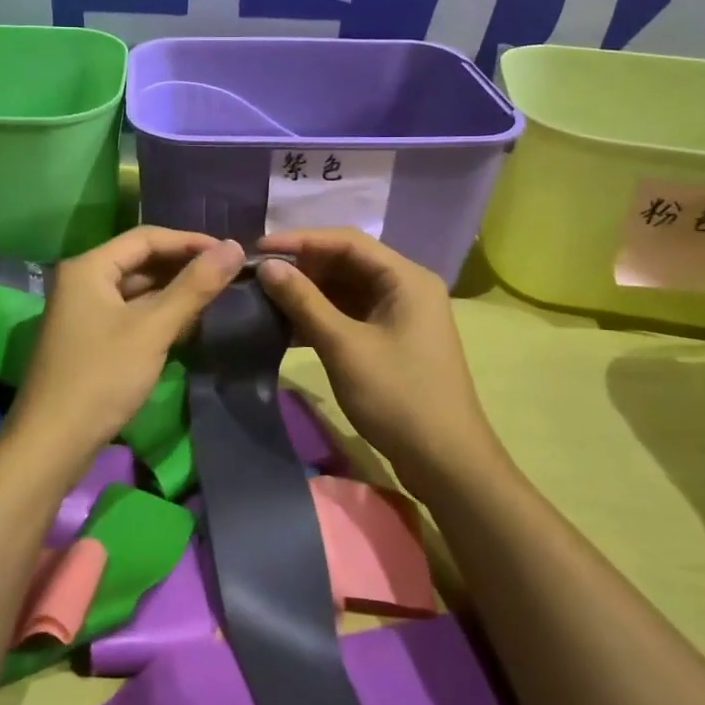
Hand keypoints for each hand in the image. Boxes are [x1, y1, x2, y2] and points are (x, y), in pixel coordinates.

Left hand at [9, 227, 243, 466]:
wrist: (53, 443)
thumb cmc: (102, 377)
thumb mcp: (153, 329)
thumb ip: (194, 286)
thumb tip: (235, 247)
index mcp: (89, 267)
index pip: (146, 237)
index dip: (190, 241)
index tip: (231, 252)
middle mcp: (82, 280)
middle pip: (140, 261)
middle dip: (183, 267)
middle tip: (228, 275)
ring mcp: (83, 311)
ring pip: (136, 289)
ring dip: (173, 292)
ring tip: (215, 297)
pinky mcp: (89, 338)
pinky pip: (130, 313)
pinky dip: (158, 315)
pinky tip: (188, 324)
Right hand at [256, 228, 500, 486]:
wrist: (446, 464)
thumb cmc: (398, 397)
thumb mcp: (344, 346)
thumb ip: (304, 302)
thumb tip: (267, 266)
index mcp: (406, 278)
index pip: (347, 241)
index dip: (300, 240)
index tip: (258, 249)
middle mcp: (405, 287)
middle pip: (346, 262)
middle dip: (302, 267)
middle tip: (257, 275)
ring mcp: (399, 315)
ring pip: (345, 289)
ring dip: (307, 294)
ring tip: (264, 298)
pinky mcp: (390, 340)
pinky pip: (349, 314)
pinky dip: (320, 317)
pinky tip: (286, 328)